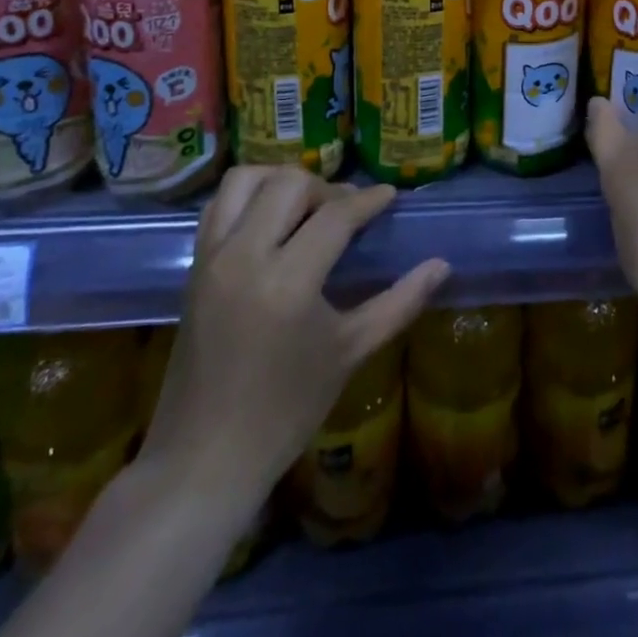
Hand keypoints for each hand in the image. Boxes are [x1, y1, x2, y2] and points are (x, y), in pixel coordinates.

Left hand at [140, 167, 448, 492]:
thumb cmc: (285, 410)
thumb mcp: (350, 352)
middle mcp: (245, 256)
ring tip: (306, 207)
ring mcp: (213, 258)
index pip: (336, 215)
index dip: (369, 200)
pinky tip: (271, 219)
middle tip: (348, 212)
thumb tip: (442, 266)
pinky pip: (219, 204)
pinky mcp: (194, 265)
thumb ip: (400, 302)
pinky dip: (248, 196)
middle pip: (290, 183)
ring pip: (248, 179)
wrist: (204, 458)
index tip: (390, 196)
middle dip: (327, 188)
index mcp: (288, 282)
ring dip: (282, 181)